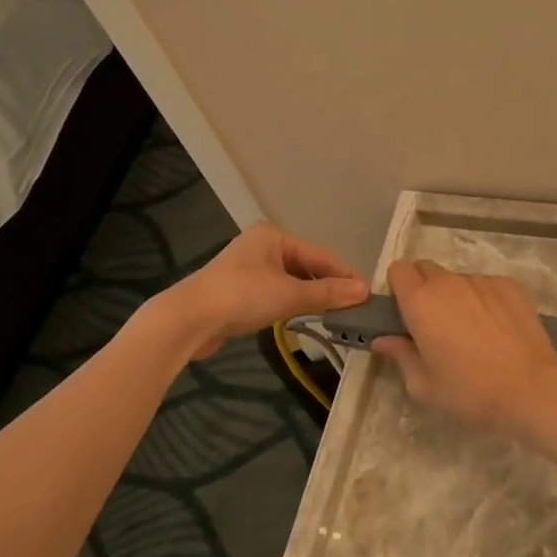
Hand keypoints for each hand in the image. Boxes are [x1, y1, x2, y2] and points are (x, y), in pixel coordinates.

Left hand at [161, 223, 368, 358]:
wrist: (188, 320)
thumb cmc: (241, 297)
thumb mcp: (290, 294)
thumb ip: (327, 292)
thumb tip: (364, 291)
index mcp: (274, 236)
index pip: (321, 254)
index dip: (345, 274)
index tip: (368, 293)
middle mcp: (262, 246)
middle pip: (307, 265)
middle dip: (329, 285)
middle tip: (354, 306)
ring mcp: (249, 268)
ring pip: (292, 280)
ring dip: (312, 295)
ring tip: (336, 313)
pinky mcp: (240, 290)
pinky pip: (277, 292)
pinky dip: (293, 302)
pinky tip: (306, 315)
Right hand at [371, 260, 556, 435]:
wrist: (531, 390)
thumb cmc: (469, 392)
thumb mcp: (423, 386)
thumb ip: (400, 356)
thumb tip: (383, 340)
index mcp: (420, 302)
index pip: (398, 270)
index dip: (398, 287)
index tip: (404, 312)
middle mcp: (449, 282)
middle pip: (427, 269)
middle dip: (424, 288)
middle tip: (434, 323)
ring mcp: (483, 280)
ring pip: (459, 279)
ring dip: (456, 296)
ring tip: (472, 331)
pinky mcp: (511, 286)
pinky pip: (487, 286)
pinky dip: (484, 300)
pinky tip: (497, 329)